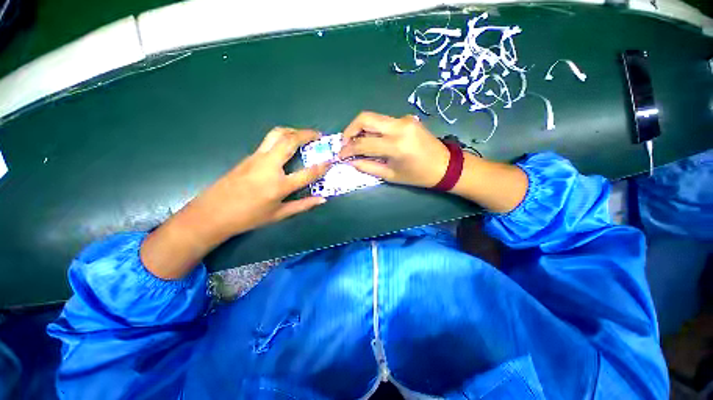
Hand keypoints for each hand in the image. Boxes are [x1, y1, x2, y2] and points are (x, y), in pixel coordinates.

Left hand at [196, 127, 330, 237]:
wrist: (212, 214)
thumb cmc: (248, 217)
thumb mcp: (279, 215)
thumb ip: (303, 205)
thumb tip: (322, 199)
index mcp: (279, 185)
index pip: (307, 173)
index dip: (322, 166)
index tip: (331, 160)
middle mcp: (268, 166)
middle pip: (289, 140)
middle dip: (306, 134)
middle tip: (318, 135)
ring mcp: (256, 158)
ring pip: (276, 134)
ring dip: (292, 131)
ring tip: (303, 135)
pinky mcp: (249, 156)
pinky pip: (268, 141)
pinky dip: (282, 138)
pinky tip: (287, 146)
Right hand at [338, 112, 449, 187]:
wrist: (444, 165)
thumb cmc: (417, 175)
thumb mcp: (391, 175)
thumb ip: (368, 166)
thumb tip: (350, 161)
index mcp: (396, 145)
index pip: (363, 142)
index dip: (348, 149)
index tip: (340, 155)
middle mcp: (399, 126)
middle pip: (365, 118)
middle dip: (350, 130)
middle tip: (345, 143)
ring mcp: (404, 119)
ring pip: (374, 118)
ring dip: (361, 129)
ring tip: (357, 143)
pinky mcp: (407, 118)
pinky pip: (384, 121)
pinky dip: (374, 129)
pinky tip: (374, 140)